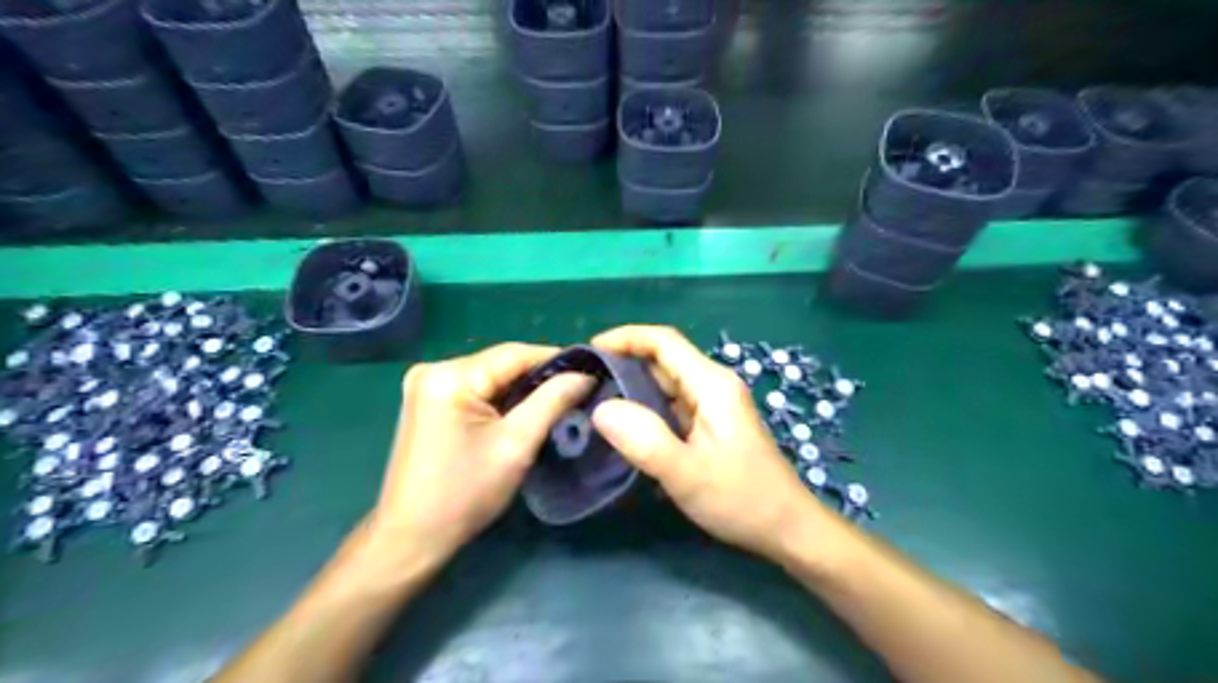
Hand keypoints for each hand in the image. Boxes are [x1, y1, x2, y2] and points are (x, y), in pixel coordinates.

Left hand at [371, 346, 595, 565]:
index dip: (557, 360)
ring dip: (523, 388)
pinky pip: (476, 388)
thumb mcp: (517, 445)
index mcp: (450, 376)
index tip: (592, 370)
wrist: (411, 537)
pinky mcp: (428, 400)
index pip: (515, 353)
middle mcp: (433, 369)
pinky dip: (502, 398)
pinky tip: (523, 411)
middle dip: (540, 376)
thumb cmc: (465, 494)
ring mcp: (426, 384)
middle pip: (501, 363)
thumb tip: (586, 375)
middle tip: (579, 389)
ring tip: (559, 400)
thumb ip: (552, 401)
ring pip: (491, 376)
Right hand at [587, 324, 826, 559]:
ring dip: (632, 386)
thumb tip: (602, 409)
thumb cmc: (741, 499)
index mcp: (712, 384)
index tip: (589, 351)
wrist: (787, 528)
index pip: (663, 341)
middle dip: (623, 363)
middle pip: (663, 359)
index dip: (625, 338)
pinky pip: (672, 404)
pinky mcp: (711, 424)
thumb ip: (644, 440)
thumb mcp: (687, 473)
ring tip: (595, 402)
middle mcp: (713, 385)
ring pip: (666, 383)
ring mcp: (713, 405)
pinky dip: (645, 407)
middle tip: (584, 383)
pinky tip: (625, 425)